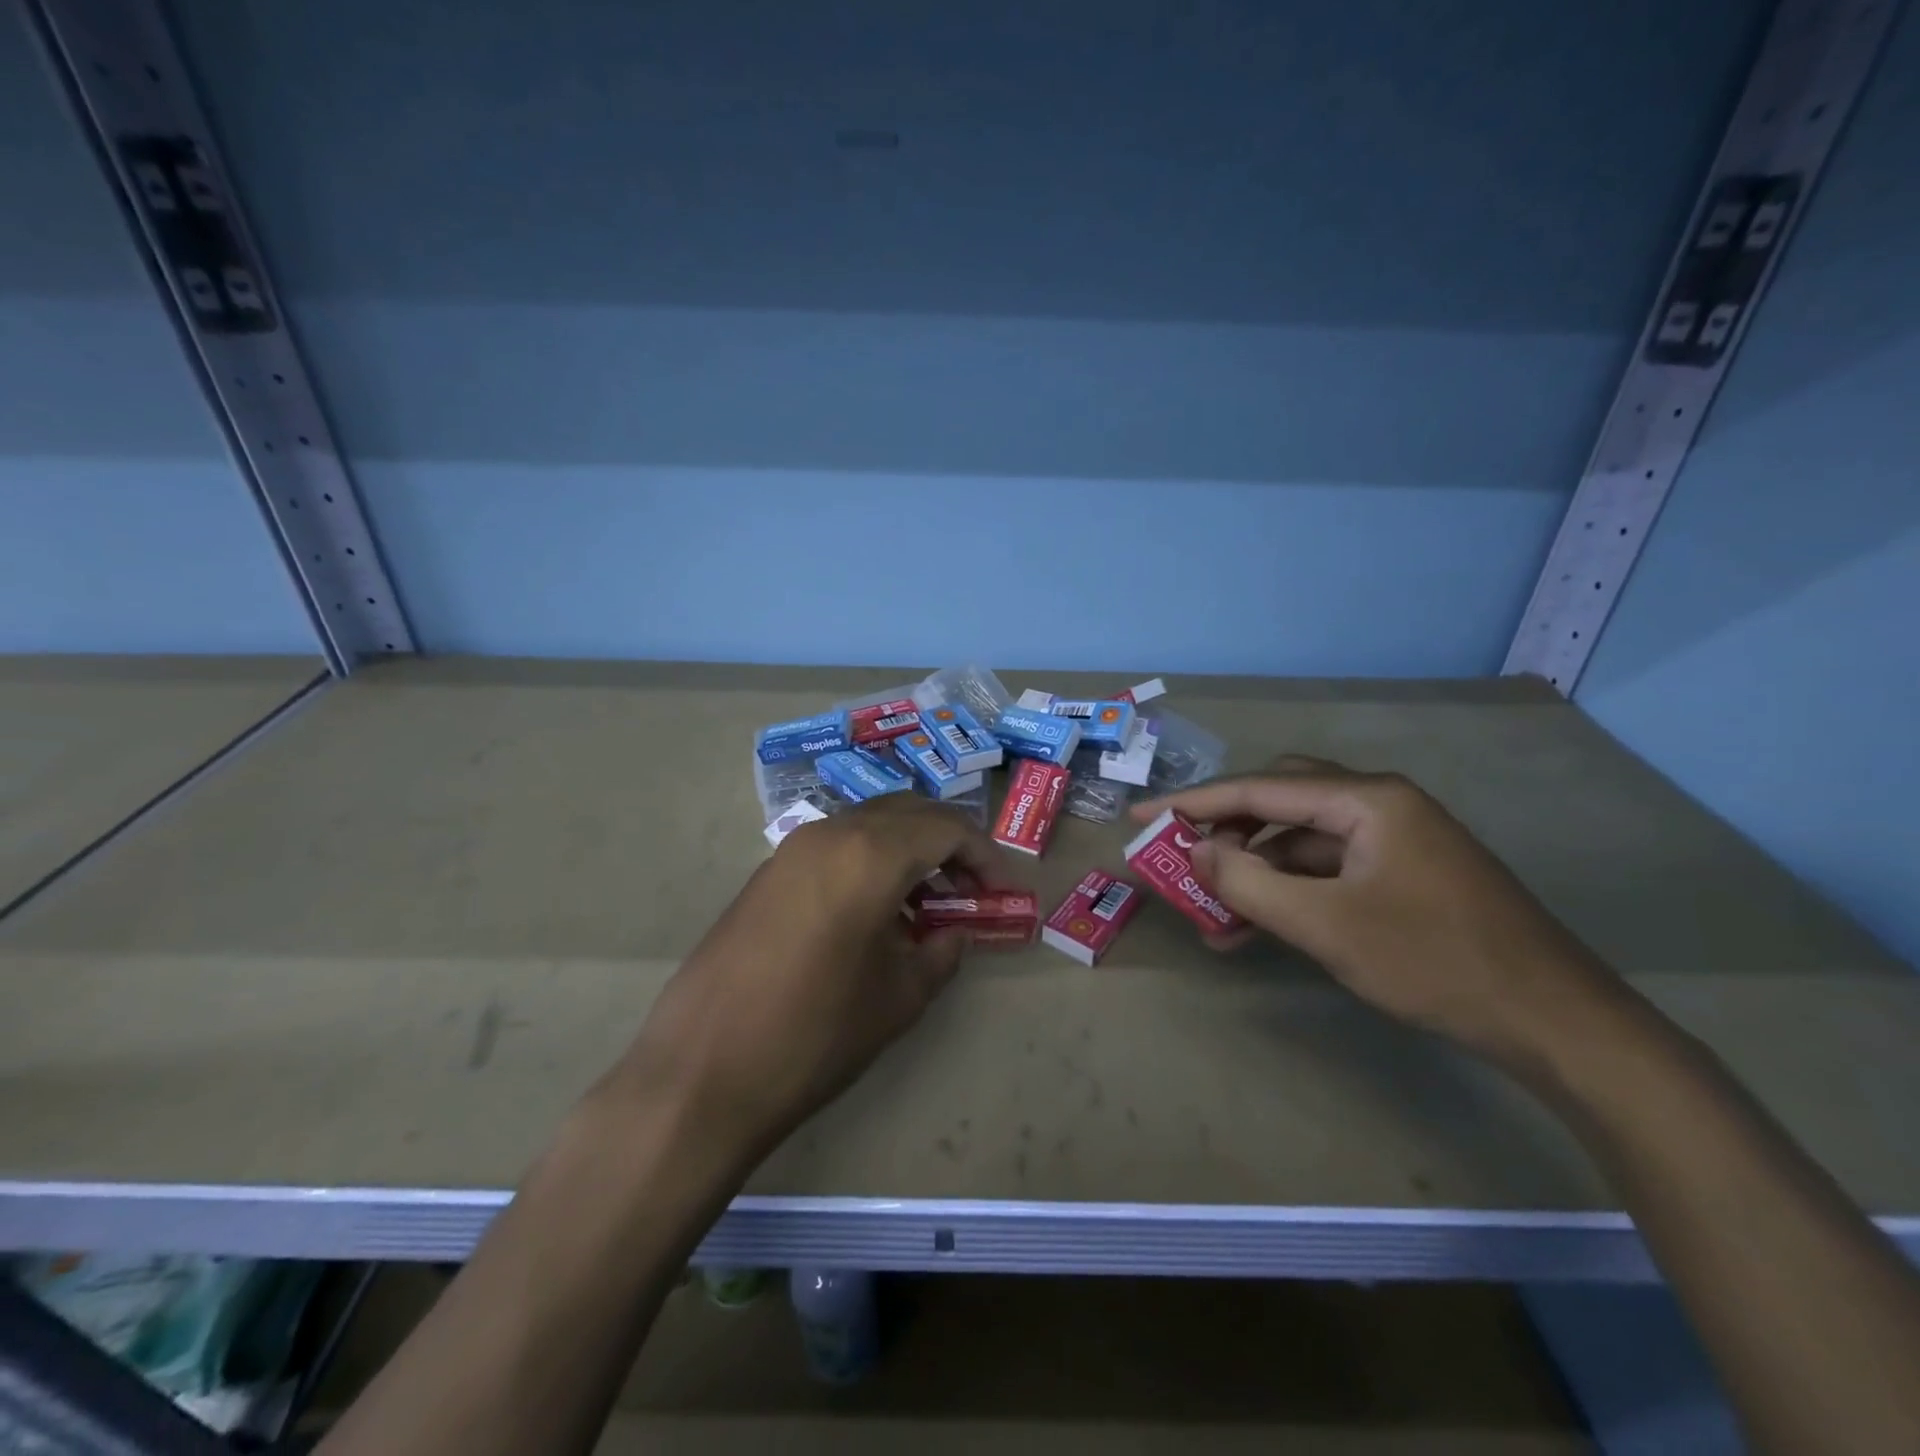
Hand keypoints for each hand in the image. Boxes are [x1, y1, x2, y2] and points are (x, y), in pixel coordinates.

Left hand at [612, 795, 996, 1162]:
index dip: (985, 856)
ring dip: (908, 851)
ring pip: (869, 826)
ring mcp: (792, 849)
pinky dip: (870, 862)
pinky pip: (835, 847)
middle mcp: (831, 833)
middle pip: (908, 813)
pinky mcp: (768, 873)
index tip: (1003, 891)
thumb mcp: (899, 997)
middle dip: (948, 844)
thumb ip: (941, 953)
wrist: (702, 1072)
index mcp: (870, 854)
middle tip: (970, 891)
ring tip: (927, 906)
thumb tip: (956, 933)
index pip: (947, 828)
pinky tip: (875, 914)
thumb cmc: (815, 1034)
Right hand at [1132, 757, 1622, 1069]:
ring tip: (1212, 912)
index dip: (1191, 803)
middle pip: (1278, 801)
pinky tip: (1258, 927)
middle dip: (1224, 829)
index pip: (1257, 790)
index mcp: (1366, 799)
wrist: (1556, 1023)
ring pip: (1299, 840)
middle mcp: (1379, 804)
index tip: (1140, 818)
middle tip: (1180, 856)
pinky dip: (1287, 891)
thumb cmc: (1434, 962)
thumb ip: (1249, 883)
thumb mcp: (1326, 926)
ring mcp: (1393, 840)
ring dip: (1253, 869)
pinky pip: (1325, 869)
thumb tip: (1196, 851)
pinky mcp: (1401, 874)